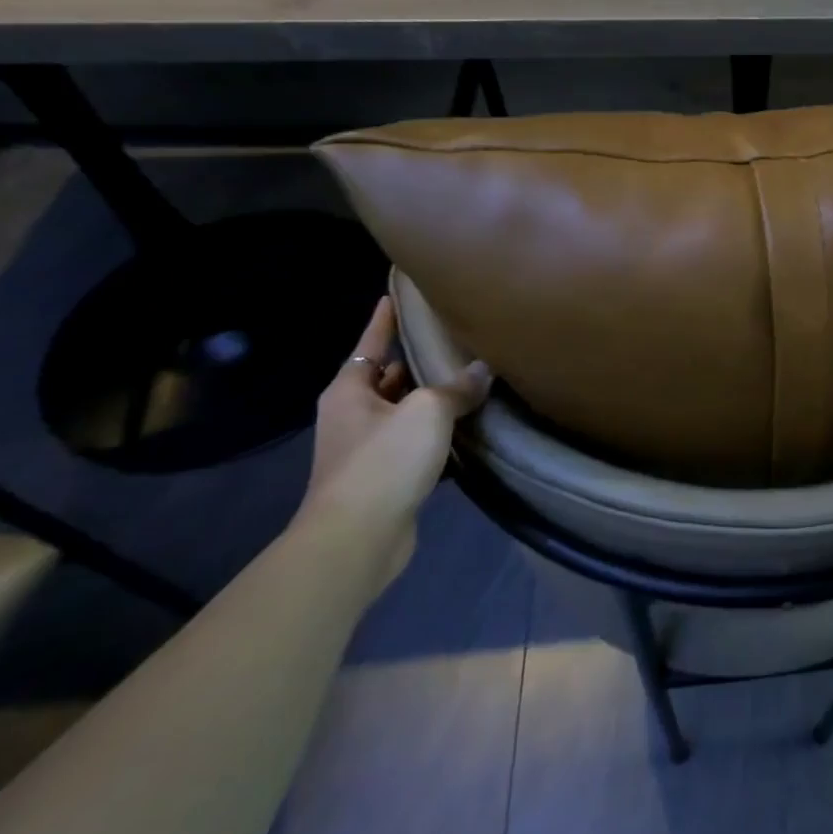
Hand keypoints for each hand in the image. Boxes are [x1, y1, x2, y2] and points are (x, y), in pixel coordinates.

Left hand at [298, 296, 490, 588]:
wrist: (357, 538)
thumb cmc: (383, 462)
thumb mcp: (426, 412)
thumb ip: (456, 388)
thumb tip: (482, 371)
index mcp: (349, 391)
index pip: (370, 343)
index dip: (385, 319)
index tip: (396, 294)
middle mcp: (353, 416)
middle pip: (387, 377)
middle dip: (416, 360)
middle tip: (453, 339)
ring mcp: (366, 450)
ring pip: (404, 413)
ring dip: (431, 400)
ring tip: (470, 380)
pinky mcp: (385, 480)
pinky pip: (416, 445)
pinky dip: (438, 435)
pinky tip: (469, 430)